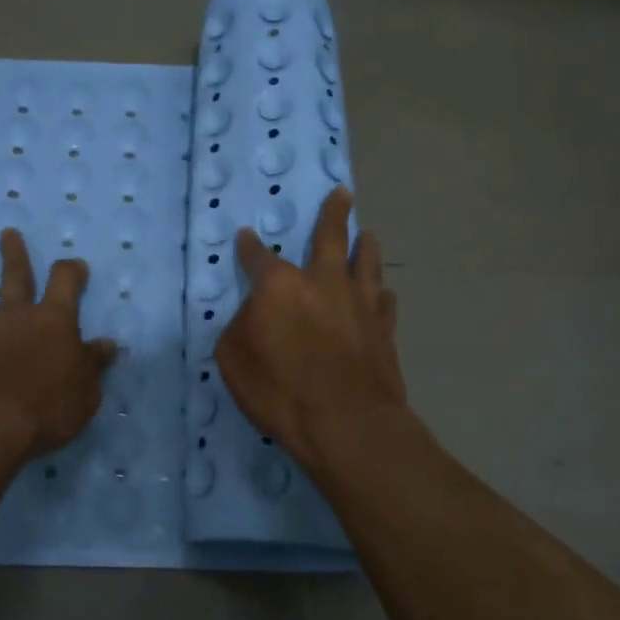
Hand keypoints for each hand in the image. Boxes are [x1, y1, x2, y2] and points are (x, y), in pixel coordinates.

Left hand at [0, 228, 117, 459]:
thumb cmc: (47, 410)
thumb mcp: (86, 392)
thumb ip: (93, 364)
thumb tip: (107, 344)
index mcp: (53, 323)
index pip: (65, 283)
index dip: (71, 271)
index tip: (75, 266)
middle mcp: (15, 317)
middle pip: (15, 277)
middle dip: (14, 254)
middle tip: (7, 233)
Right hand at [216, 186, 407, 471]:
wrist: (347, 425)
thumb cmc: (281, 392)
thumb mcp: (234, 361)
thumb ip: (240, 328)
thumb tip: (254, 314)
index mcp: (280, 287)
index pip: (258, 257)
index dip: (249, 247)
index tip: (245, 236)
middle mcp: (323, 283)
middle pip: (330, 237)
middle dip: (333, 213)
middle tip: (341, 193)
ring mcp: (360, 304)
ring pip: (366, 262)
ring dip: (365, 246)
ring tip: (368, 234)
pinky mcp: (384, 330)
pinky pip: (385, 302)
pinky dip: (381, 293)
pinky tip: (383, 293)